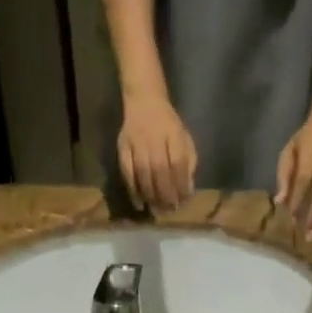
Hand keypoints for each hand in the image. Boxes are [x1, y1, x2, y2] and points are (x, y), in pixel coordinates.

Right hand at [118, 91, 196, 211]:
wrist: (144, 101)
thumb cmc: (168, 125)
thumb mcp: (184, 138)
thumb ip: (189, 163)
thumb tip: (187, 190)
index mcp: (173, 134)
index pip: (178, 163)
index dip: (181, 184)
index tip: (184, 201)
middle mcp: (154, 138)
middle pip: (160, 170)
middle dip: (166, 193)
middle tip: (169, 210)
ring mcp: (136, 143)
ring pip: (143, 173)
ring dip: (150, 195)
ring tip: (156, 210)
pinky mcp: (122, 148)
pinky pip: (127, 172)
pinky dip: (133, 190)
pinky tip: (139, 203)